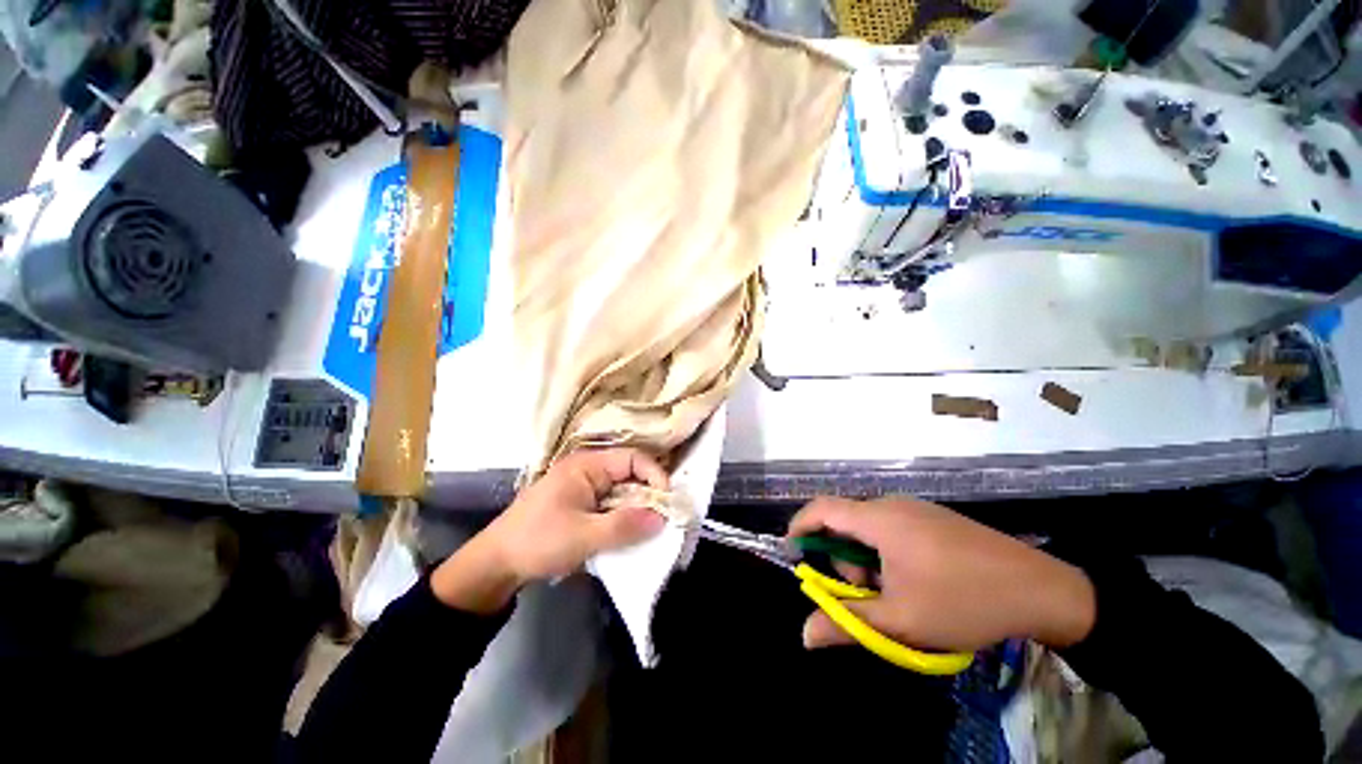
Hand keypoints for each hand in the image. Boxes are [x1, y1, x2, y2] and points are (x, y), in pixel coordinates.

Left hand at [431, 448, 668, 612]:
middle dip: (648, 494)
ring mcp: (583, 485)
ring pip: (622, 489)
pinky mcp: (580, 502)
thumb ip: (624, 526)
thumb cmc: (538, 541)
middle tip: (662, 519)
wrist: (496, 563)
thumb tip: (662, 518)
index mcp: (587, 465)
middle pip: (629, 473)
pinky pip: (611, 502)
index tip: (667, 502)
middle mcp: (587, 468)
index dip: (655, 475)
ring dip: (636, 507)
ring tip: (649, 528)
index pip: (633, 458)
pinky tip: (628, 532)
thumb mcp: (584, 536)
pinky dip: (623, 515)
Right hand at [789, 496, 1094, 652]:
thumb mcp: (901, 620)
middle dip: (842, 559)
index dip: (800, 527)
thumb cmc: (963, 601)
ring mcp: (917, 510)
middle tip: (862, 596)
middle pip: (846, 523)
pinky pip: (893, 529)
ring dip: (867, 561)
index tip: (793, 554)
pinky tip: (914, 583)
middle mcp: (893, 505)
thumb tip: (805, 634)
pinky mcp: (935, 519)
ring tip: (894, 596)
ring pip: (871, 529)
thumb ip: (847, 623)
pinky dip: (886, 554)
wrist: (1044, 590)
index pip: (822, 509)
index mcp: (879, 518)